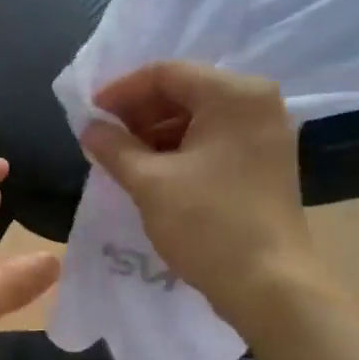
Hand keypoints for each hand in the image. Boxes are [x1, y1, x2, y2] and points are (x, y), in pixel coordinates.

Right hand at [79, 62, 322, 326]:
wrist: (268, 285)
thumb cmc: (207, 224)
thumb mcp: (149, 182)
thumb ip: (114, 147)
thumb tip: (89, 128)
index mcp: (235, 95)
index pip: (166, 73)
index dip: (121, 91)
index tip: (90, 115)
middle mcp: (257, 103)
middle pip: (185, 91)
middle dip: (139, 113)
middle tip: (104, 138)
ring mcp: (266, 134)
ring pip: (199, 117)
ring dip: (156, 133)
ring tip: (122, 158)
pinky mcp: (265, 162)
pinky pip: (214, 140)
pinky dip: (180, 149)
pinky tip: (152, 171)